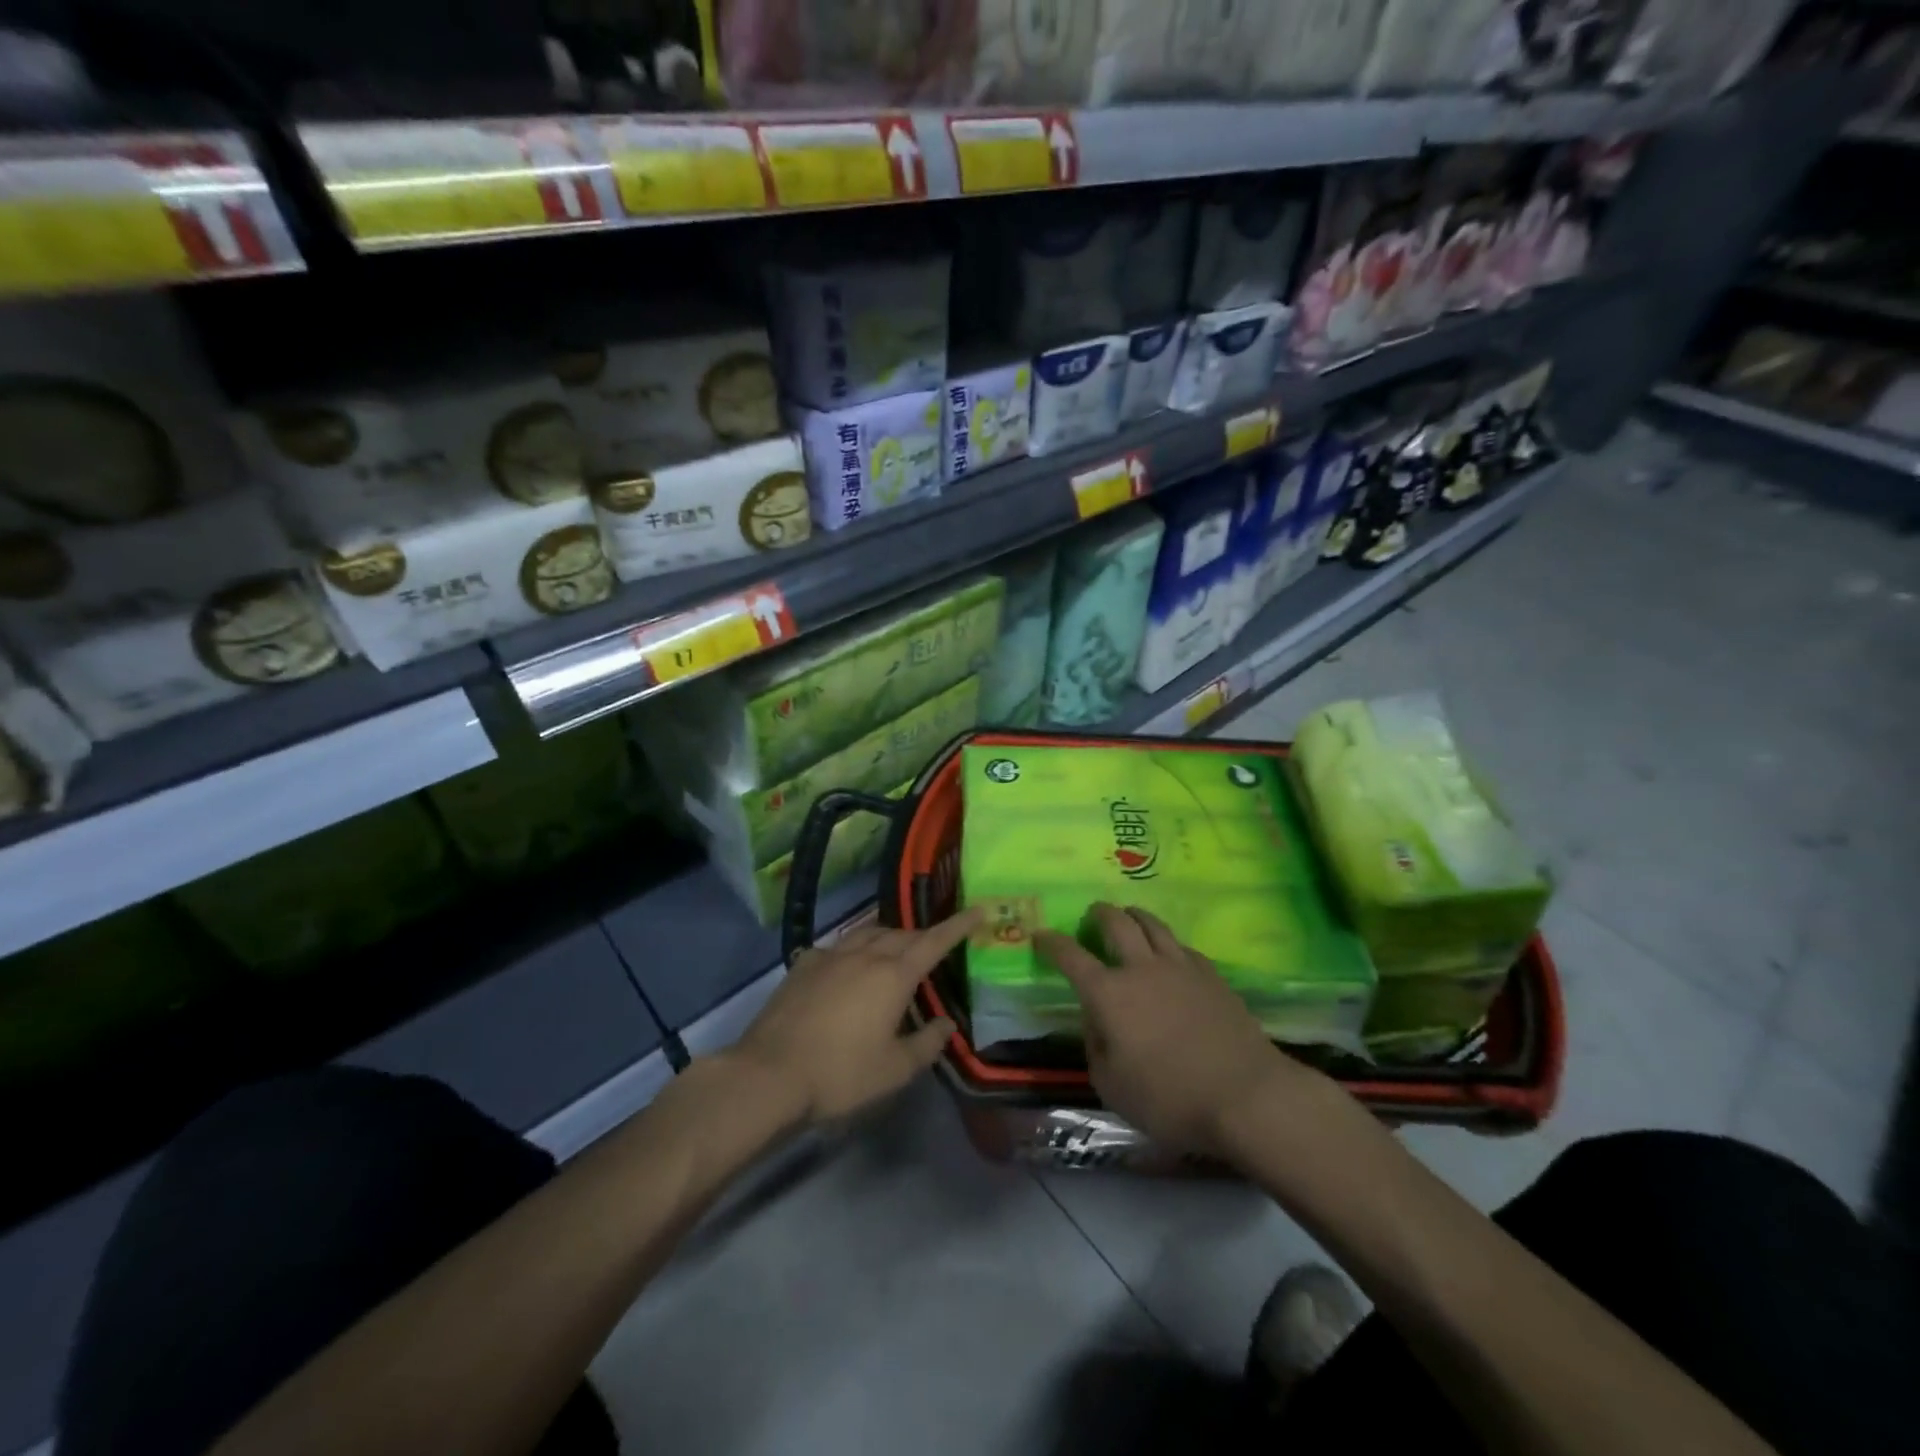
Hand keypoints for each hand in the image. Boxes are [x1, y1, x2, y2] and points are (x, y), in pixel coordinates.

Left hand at [734, 910, 976, 1124]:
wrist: (769, 1074)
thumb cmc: (841, 1073)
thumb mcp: (894, 1070)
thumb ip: (927, 1044)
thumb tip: (946, 1023)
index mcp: (893, 975)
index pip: (934, 942)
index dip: (958, 926)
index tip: (978, 910)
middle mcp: (864, 955)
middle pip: (901, 935)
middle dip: (922, 937)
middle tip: (934, 948)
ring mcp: (830, 956)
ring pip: (869, 933)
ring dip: (888, 937)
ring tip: (895, 949)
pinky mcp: (803, 966)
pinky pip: (838, 946)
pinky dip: (854, 949)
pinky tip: (848, 965)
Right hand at [1036, 904, 1326, 1156]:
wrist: (1246, 1095)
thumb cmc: (1169, 1098)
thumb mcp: (1111, 1086)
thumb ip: (1095, 1046)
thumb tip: (1096, 1021)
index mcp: (1108, 993)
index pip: (1070, 956)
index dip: (1051, 942)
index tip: (1040, 936)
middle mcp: (1141, 968)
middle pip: (1116, 923)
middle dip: (1098, 914)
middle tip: (1091, 916)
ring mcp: (1180, 966)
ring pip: (1152, 924)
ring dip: (1134, 916)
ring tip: (1128, 917)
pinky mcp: (1211, 975)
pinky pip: (1181, 946)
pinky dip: (1166, 942)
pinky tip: (1169, 953)